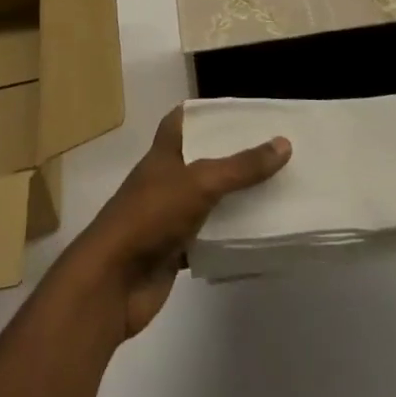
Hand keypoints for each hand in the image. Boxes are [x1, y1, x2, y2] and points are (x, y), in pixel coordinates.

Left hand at [59, 106, 290, 339]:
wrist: (112, 284)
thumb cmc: (151, 216)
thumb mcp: (200, 182)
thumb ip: (241, 166)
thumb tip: (284, 143)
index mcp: (164, 153)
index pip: (181, 120)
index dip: (206, 113)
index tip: (239, 112)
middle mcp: (165, 180)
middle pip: (200, 160)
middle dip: (231, 156)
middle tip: (271, 151)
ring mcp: (168, 217)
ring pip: (207, 201)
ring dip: (233, 198)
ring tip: (274, 189)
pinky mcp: (173, 252)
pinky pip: (207, 238)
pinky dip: (228, 237)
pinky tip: (256, 236)